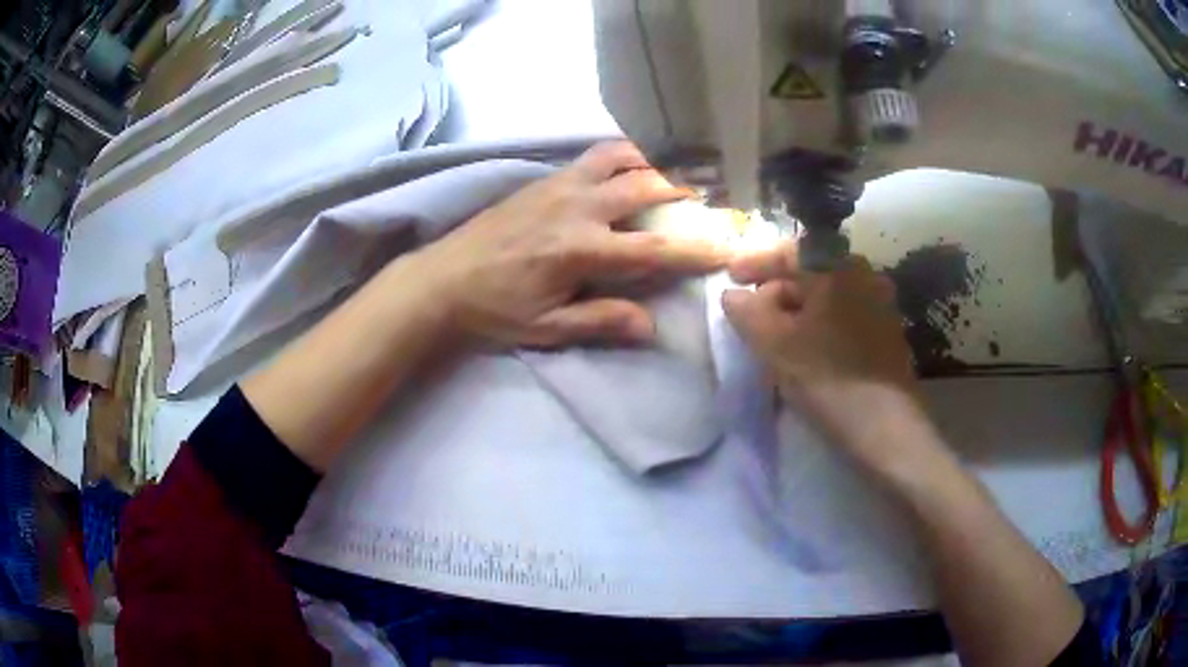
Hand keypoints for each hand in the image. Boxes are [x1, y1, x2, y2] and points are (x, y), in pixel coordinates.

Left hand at [410, 141, 730, 347]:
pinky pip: (592, 157)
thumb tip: (650, 325)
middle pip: (644, 188)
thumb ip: (600, 321)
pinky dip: (620, 158)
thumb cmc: (494, 309)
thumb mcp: (547, 328)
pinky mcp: (544, 180)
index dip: (694, 252)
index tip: (726, 250)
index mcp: (580, 251)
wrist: (441, 279)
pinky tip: (623, 172)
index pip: (652, 251)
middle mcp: (577, 208)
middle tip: (699, 207)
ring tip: (664, 181)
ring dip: (649, 166)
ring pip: (619, 158)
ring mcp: (560, 187)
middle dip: (680, 196)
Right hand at [723, 242, 936, 471]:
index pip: (788, 251)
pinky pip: (844, 316)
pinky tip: (809, 352)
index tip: (731, 277)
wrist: (886, 428)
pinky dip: (820, 325)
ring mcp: (881, 304)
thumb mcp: (774, 344)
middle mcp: (864, 275)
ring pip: (827, 298)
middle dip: (777, 291)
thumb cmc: (827, 377)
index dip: (755, 262)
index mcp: (837, 267)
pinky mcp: (888, 333)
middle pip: (809, 273)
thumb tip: (734, 295)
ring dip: (798, 311)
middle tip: (753, 319)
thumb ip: (746, 312)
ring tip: (777, 340)